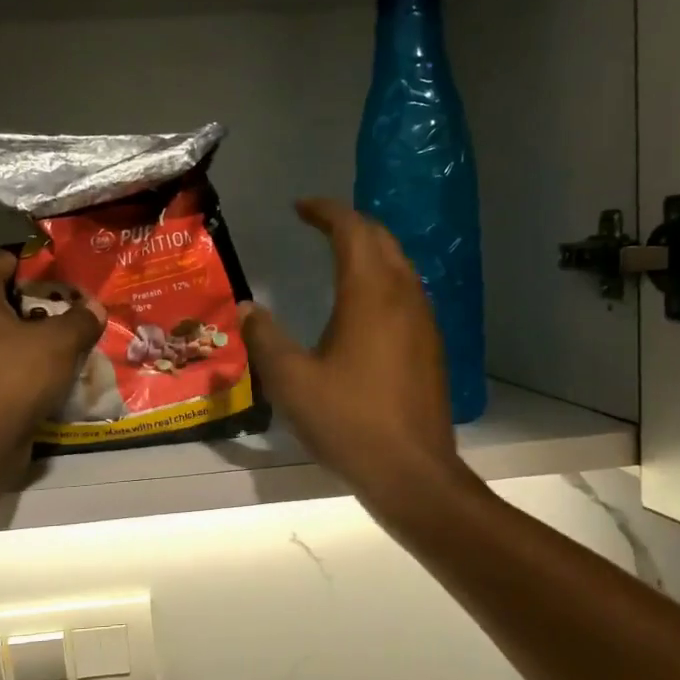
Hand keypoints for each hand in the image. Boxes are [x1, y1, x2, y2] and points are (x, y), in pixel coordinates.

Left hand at [0, 252, 102, 450]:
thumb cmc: (13, 376)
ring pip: (3, 333)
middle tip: (79, 309)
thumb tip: (95, 308)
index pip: (7, 259)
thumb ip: (81, 319)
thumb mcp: (59, 342)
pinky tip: (55, 373)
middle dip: (43, 304)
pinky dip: (23, 364)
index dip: (43, 265)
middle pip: (5, 298)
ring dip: (35, 337)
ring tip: (73, 341)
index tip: (74, 277)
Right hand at [241, 199, 466, 502]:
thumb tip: (247, 307)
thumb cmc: (348, 422)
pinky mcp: (431, 346)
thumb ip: (265, 338)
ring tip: (339, 257)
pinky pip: (408, 293)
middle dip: (350, 224)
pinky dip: (383, 280)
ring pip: (400, 265)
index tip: (300, 208)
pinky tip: (364, 306)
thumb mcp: (292, 381)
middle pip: (382, 239)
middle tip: (318, 225)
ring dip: (371, 251)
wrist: (412, 471)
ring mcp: (424, 321)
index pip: (352, 230)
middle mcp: (404, 296)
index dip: (325, 211)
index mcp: (370, 293)